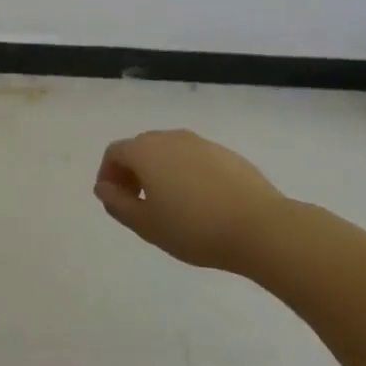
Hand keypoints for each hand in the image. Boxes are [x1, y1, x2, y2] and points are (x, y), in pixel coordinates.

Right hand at [94, 130, 290, 269]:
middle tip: (138, 204)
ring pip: (169, 152)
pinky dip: (187, 174)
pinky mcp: (227, 154)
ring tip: (170, 206)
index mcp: (146, 151)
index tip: (115, 201)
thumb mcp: (146, 225)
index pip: (115, 153)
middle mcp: (171, 138)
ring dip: (160, 173)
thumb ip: (118, 204)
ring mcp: (202, 143)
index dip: (108, 175)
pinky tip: (201, 204)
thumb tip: (104, 188)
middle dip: (132, 172)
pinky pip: (195, 159)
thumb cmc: (194, 228)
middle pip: (141, 148)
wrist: (261, 227)